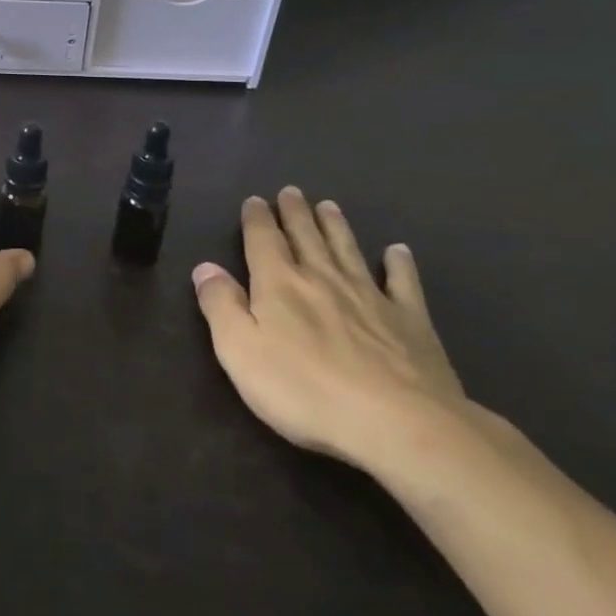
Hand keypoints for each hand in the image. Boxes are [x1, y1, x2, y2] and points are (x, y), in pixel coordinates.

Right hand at [193, 187, 467, 471]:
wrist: (398, 423)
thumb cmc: (305, 390)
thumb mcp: (240, 351)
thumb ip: (220, 305)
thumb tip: (205, 267)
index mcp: (279, 283)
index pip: (263, 240)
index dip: (257, 219)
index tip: (255, 200)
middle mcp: (322, 278)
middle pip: (305, 236)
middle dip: (295, 213)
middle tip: (291, 192)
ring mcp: (370, 296)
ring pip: (348, 250)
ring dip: (336, 226)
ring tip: (329, 205)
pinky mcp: (410, 322)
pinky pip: (403, 283)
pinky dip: (399, 264)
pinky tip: (397, 251)